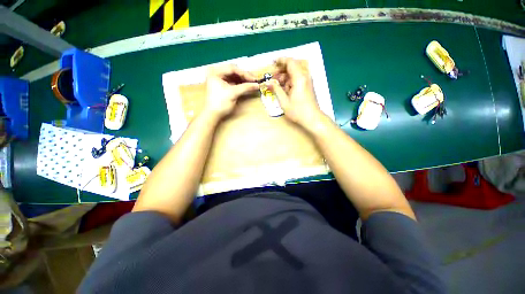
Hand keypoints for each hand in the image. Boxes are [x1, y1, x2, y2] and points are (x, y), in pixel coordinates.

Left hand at [203, 64, 258, 119]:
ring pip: (234, 76)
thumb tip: (257, 85)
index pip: (232, 68)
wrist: (213, 114)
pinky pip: (233, 81)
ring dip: (243, 79)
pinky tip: (246, 85)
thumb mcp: (233, 93)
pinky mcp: (222, 85)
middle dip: (244, 76)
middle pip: (233, 71)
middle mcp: (216, 73)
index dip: (244, 73)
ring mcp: (219, 79)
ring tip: (251, 83)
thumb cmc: (221, 103)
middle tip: (254, 80)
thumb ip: (245, 87)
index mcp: (215, 72)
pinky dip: (240, 83)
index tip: (254, 79)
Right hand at [266, 58, 323, 126]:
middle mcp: (305, 76)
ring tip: (278, 84)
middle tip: (274, 77)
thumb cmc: (298, 111)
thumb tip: (267, 82)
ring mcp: (308, 81)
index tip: (272, 63)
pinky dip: (291, 80)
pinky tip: (286, 89)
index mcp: (299, 78)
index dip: (280, 61)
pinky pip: (299, 78)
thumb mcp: (284, 101)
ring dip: (286, 75)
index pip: (290, 62)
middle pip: (293, 65)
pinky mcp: (308, 86)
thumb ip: (276, 90)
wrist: (312, 118)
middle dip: (282, 69)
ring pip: (296, 72)